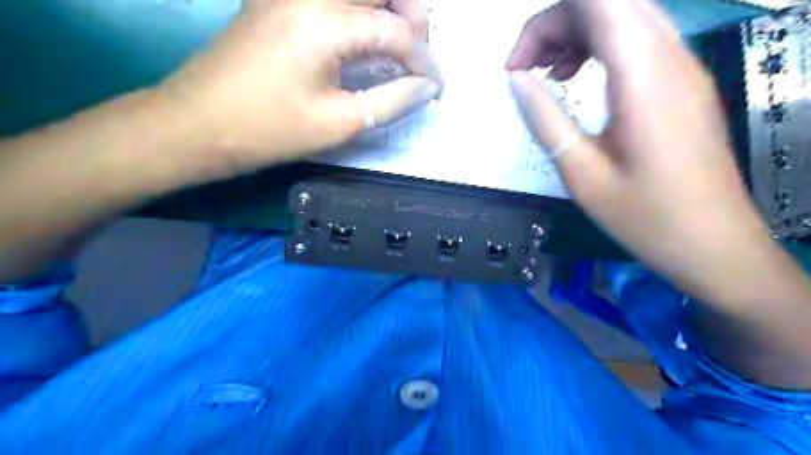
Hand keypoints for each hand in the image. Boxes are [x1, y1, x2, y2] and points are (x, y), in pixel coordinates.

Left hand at [159, 0, 443, 179]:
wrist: (198, 125)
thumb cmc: (270, 130)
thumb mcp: (339, 123)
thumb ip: (392, 102)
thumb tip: (427, 89)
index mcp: (324, 20)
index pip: (395, 31)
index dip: (424, 62)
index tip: (437, 88)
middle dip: (412, 15)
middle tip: (421, 53)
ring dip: (386, 8)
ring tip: (400, 43)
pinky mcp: (277, 0)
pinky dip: (358, 12)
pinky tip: (365, 36)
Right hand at [504, 1, 779, 298]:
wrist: (714, 245)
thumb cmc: (644, 216)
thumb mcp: (581, 172)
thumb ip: (544, 118)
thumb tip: (516, 79)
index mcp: (643, 76)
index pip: (594, 4)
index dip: (544, 23)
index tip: (516, 68)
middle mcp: (670, 56)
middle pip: (609, 2)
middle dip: (557, 25)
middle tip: (526, 70)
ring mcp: (684, 67)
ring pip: (625, 16)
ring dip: (578, 34)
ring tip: (550, 75)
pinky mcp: (685, 82)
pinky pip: (639, 40)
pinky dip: (601, 48)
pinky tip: (580, 82)